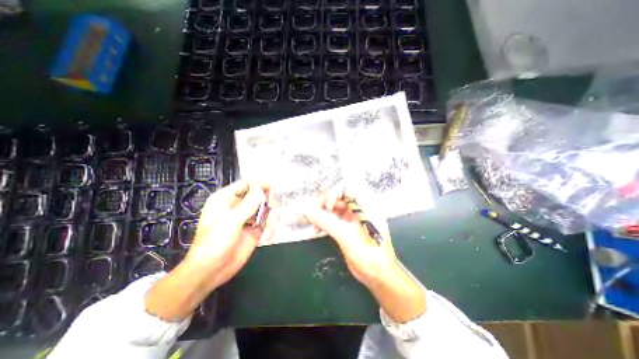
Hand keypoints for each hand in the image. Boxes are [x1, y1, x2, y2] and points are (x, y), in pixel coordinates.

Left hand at [187, 180, 272, 288]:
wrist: (211, 271)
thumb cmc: (214, 243)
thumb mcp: (230, 222)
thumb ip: (247, 204)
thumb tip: (260, 188)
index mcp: (226, 200)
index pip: (245, 184)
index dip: (258, 183)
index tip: (272, 186)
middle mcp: (237, 207)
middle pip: (257, 195)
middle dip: (266, 198)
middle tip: (273, 205)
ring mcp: (247, 218)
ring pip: (264, 208)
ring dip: (270, 213)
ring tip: (270, 221)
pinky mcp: (254, 230)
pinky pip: (266, 222)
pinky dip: (270, 224)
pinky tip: (267, 233)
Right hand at [302, 195, 425, 322]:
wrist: (379, 276)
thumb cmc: (368, 255)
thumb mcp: (345, 236)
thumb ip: (325, 221)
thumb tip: (306, 209)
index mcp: (366, 205)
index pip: (347, 188)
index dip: (334, 194)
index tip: (326, 208)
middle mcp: (360, 208)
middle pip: (339, 198)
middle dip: (324, 205)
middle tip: (311, 215)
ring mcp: (355, 217)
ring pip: (335, 208)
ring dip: (323, 214)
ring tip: (313, 224)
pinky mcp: (349, 227)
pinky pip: (335, 218)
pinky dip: (325, 222)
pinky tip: (318, 229)